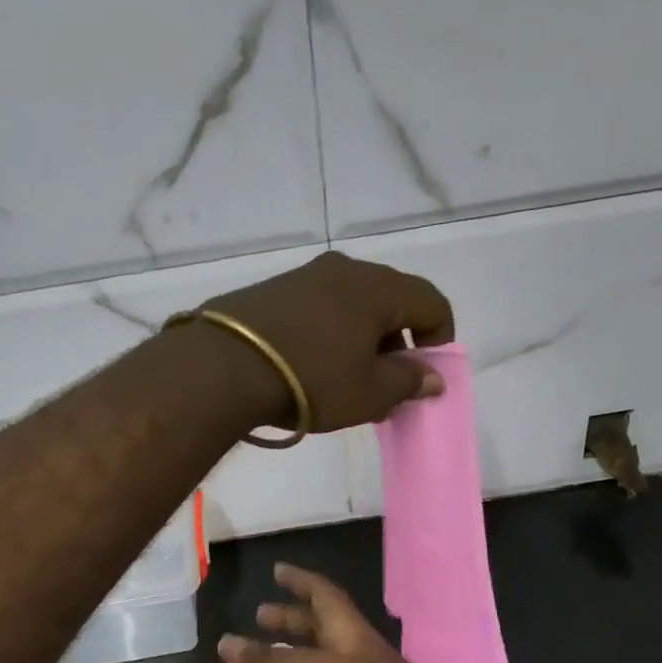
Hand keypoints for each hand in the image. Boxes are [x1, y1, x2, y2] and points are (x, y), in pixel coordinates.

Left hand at [203, 253, 454, 432]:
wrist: (221, 366)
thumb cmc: (311, 379)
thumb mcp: (369, 392)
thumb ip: (408, 381)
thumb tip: (432, 376)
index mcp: (377, 287)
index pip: (432, 301)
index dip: (440, 339)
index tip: (425, 374)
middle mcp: (343, 270)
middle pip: (390, 300)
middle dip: (397, 342)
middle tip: (385, 383)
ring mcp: (302, 276)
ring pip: (350, 303)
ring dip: (360, 339)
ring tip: (345, 379)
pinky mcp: (269, 290)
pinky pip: (316, 307)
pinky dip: (327, 333)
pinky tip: (308, 366)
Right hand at [218, 564, 476, 662]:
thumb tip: (224, 642)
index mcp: (349, 631)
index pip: (323, 593)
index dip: (300, 580)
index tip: (276, 571)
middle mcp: (357, 653)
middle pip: (321, 626)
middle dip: (291, 619)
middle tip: (260, 616)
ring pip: (323, 662)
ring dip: (295, 657)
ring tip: (265, 661)